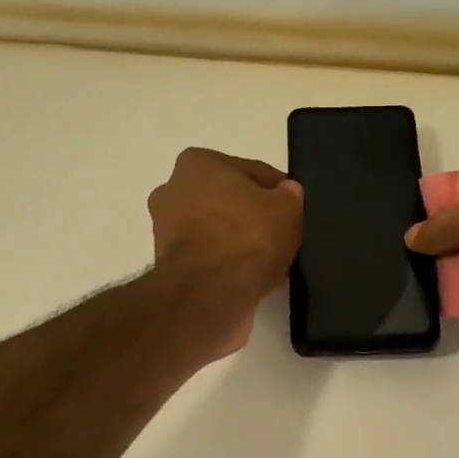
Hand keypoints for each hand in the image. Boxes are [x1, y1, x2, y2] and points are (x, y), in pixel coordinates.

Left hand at [148, 147, 302, 356]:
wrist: (209, 295)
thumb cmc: (247, 238)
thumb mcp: (288, 208)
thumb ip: (289, 195)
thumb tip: (286, 194)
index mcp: (197, 163)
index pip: (251, 172)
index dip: (277, 191)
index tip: (293, 210)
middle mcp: (172, 190)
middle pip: (227, 200)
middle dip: (250, 214)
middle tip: (280, 234)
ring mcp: (165, 230)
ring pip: (216, 230)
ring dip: (237, 241)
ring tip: (267, 260)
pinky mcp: (168, 265)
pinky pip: (208, 257)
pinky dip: (225, 264)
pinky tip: (248, 276)